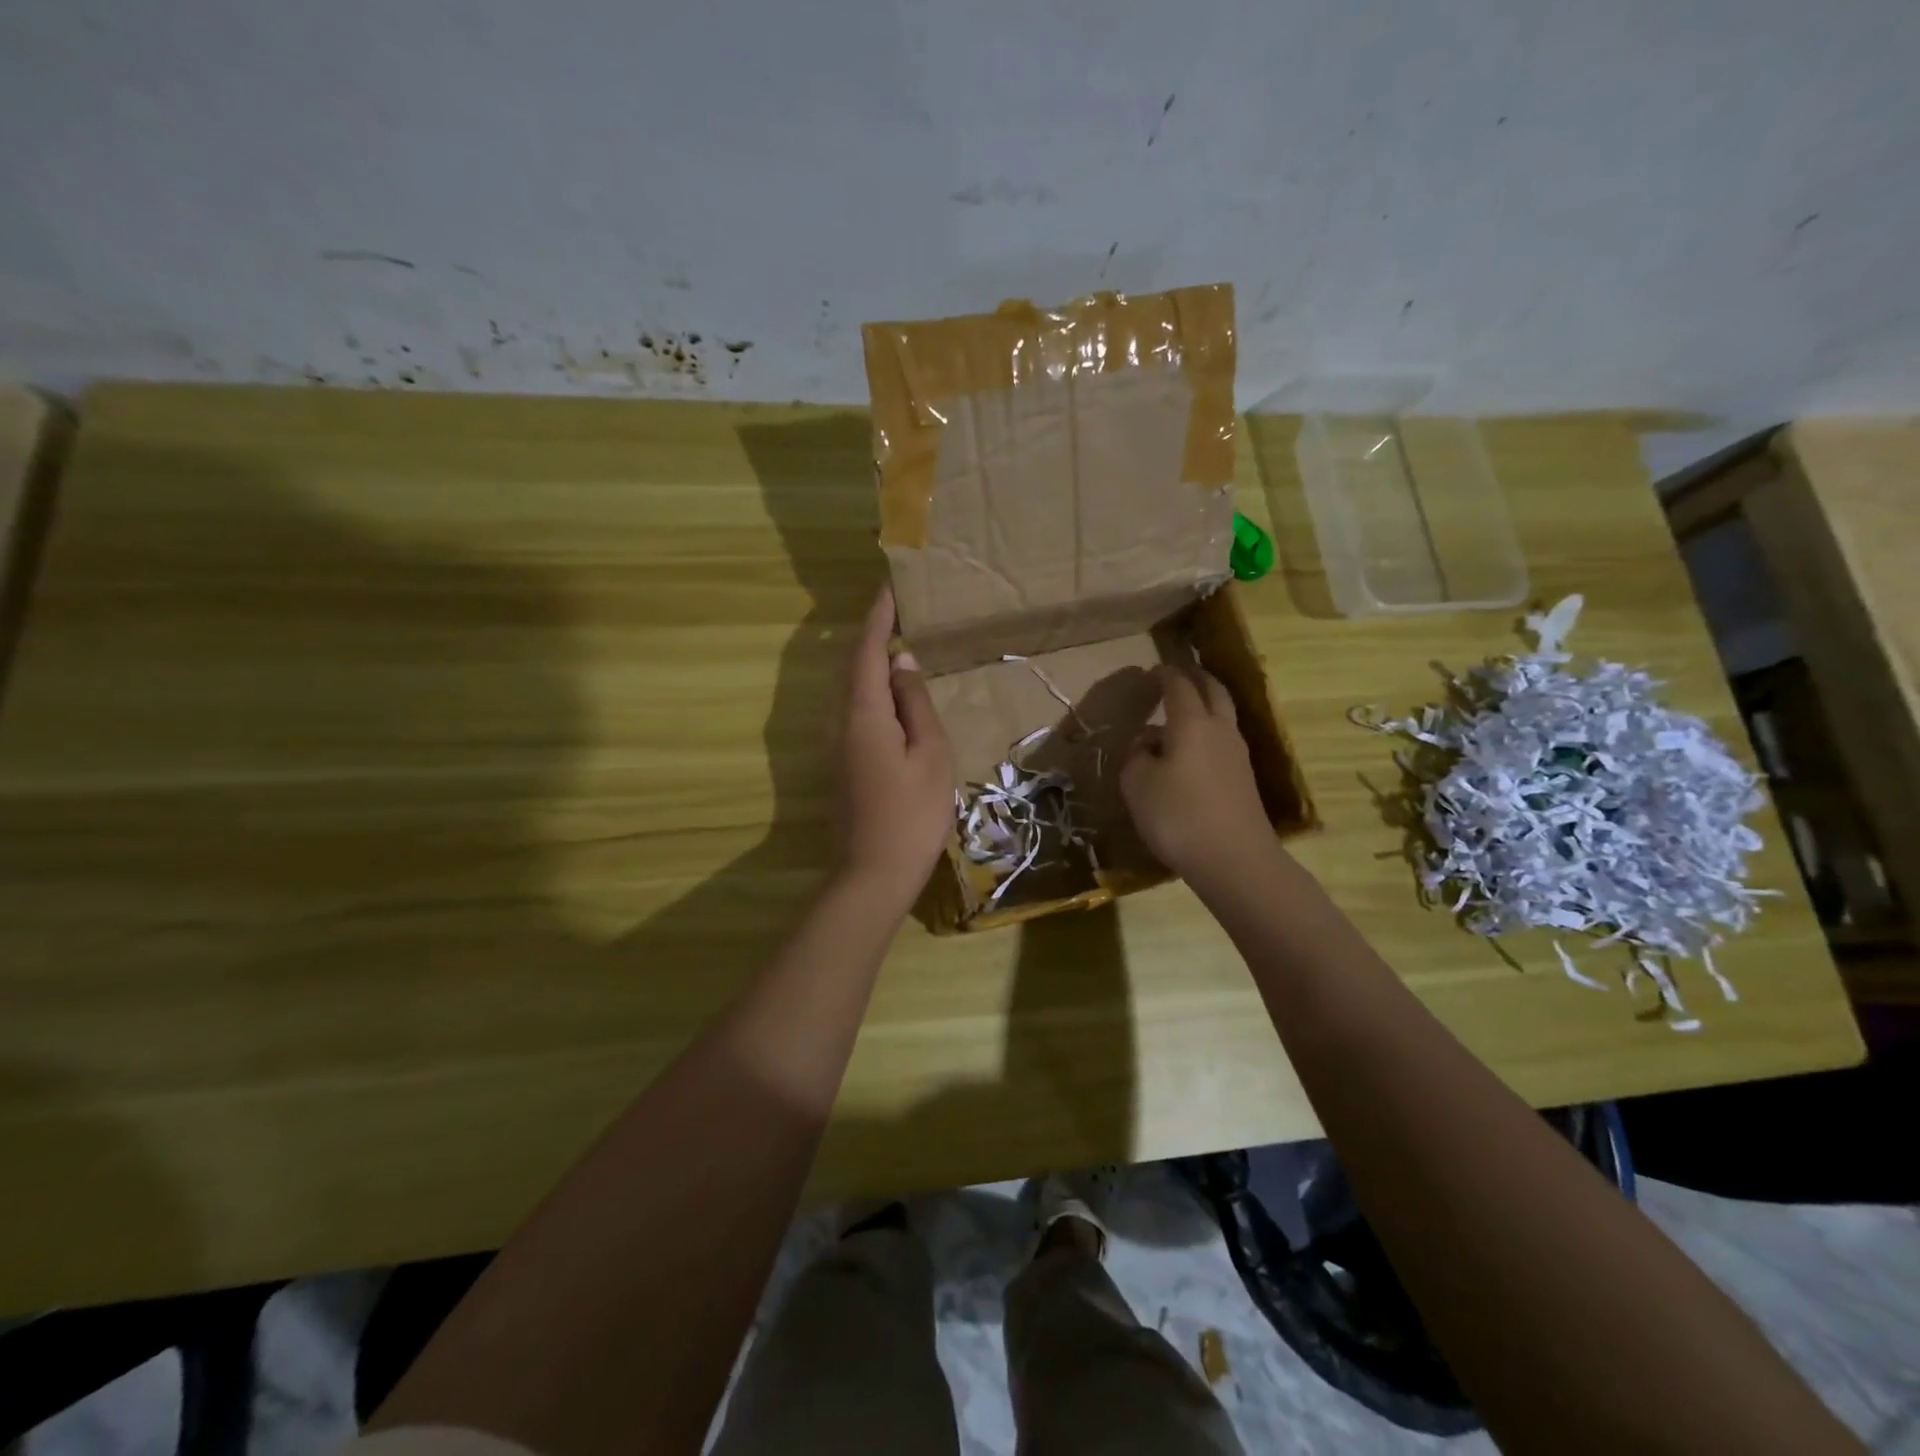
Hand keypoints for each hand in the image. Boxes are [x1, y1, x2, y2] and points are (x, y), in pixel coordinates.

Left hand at [835, 586, 953, 905]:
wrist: (872, 874)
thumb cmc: (912, 815)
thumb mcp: (930, 755)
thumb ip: (915, 704)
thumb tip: (901, 663)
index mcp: (863, 713)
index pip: (868, 650)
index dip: (878, 616)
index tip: (889, 585)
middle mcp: (839, 720)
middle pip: (852, 666)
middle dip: (872, 633)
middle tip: (897, 608)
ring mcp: (834, 744)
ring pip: (850, 689)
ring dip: (870, 661)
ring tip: (897, 641)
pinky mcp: (838, 762)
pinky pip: (853, 710)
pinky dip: (870, 690)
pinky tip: (889, 693)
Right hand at [1120, 664, 1272, 883]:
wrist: (1235, 860)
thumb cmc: (1178, 816)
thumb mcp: (1137, 784)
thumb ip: (1136, 756)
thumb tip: (1147, 744)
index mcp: (1192, 723)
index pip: (1179, 686)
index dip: (1164, 675)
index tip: (1151, 671)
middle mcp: (1220, 730)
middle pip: (1214, 692)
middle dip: (1196, 680)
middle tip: (1178, 678)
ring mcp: (1237, 755)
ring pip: (1222, 718)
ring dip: (1204, 709)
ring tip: (1180, 717)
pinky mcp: (1244, 780)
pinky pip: (1223, 743)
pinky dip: (1208, 735)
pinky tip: (1191, 754)